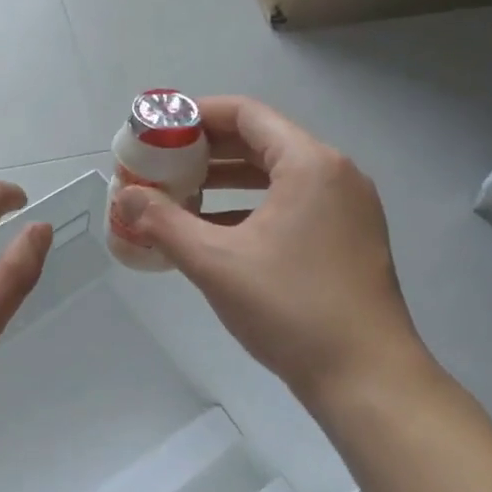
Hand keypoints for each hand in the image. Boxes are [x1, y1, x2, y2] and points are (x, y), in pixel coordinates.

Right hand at [109, 97, 433, 411]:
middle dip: (207, 150)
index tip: (158, 130)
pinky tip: (216, 230)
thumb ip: (163, 223)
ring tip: (180, 194)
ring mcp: (347, 208)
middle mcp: (335, 174)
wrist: (366, 378)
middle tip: (161, 163)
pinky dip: (252, 206)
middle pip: (262, 140)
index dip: (196, 115)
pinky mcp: (348, 238)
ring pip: (277, 175)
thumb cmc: (290, 309)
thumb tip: (125, 197)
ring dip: (227, 180)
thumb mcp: (215, 263)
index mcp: (309, 164)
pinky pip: (292, 203)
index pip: (246, 114)